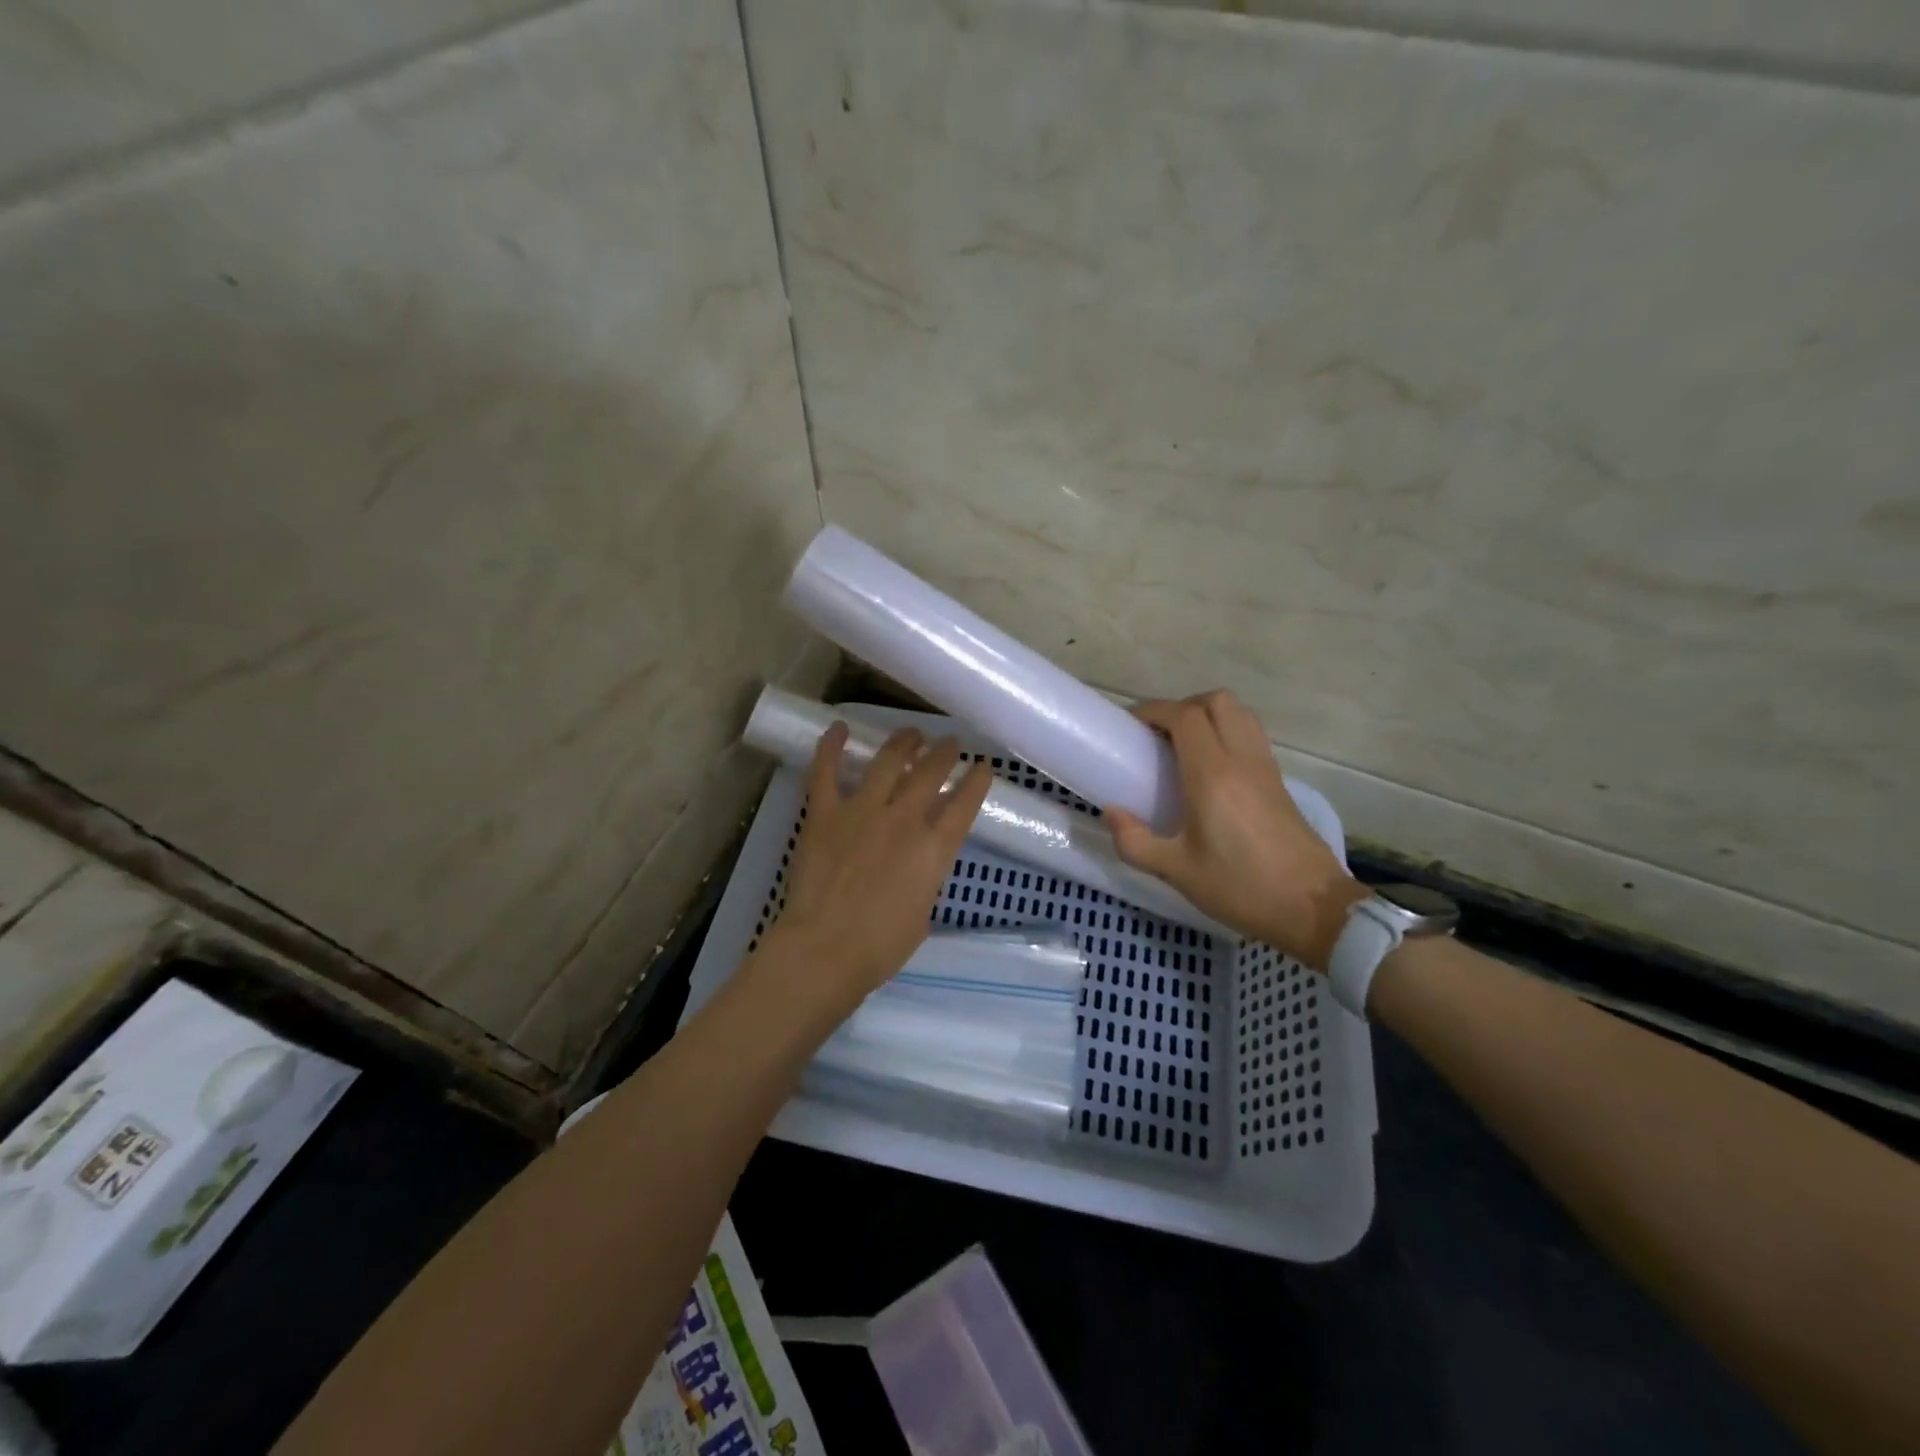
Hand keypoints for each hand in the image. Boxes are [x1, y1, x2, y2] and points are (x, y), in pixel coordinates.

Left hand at [765, 722, 993, 1010]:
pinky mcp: (825, 813)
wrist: (825, 949)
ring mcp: (862, 810)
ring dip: (903, 742)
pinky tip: (839, 726)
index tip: (983, 767)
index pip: (964, 804)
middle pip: (931, 773)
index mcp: (934, 849)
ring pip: (888, 761)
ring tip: (912, 733)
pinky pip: (826, 771)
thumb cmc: (880, 947)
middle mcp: (904, 819)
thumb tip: (920, 861)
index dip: (977, 781)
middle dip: (945, 753)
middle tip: (949, 743)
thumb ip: (925, 877)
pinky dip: (831, 746)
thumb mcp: (922, 913)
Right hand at [1105, 691, 1366, 970]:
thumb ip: (1135, 841)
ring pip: (1239, 713)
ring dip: (1208, 715)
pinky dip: (1227, 733)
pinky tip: (1211, 768)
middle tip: (1158, 734)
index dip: (1154, 710)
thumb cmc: (1240, 887)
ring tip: (1183, 746)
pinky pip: (1251, 736)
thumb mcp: (1177, 871)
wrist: (1313, 908)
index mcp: (1212, 776)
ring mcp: (1265, 768)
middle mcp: (1241, 760)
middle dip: (1182, 707)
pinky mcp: (1279, 781)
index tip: (1130, 724)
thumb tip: (1111, 813)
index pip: (1184, 716)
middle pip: (1216, 701)